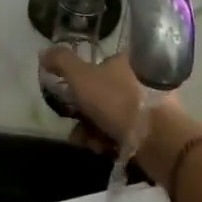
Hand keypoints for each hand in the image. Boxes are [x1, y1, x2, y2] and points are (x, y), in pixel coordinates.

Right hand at [40, 46, 201, 180]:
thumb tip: (43, 52)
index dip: (81, 84)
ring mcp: (151, 104)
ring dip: (94, 130)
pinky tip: (103, 149)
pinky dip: (111, 140)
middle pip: (103, 94)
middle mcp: (141, 78)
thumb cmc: (117, 100)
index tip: (71, 100)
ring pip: (112, 115)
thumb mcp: (81, 77)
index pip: (99, 67)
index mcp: (127, 60)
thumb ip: (61, 62)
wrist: (157, 137)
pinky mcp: (156, 129)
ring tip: (88, 143)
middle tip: (76, 128)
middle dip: (85, 114)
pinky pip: (126, 132)